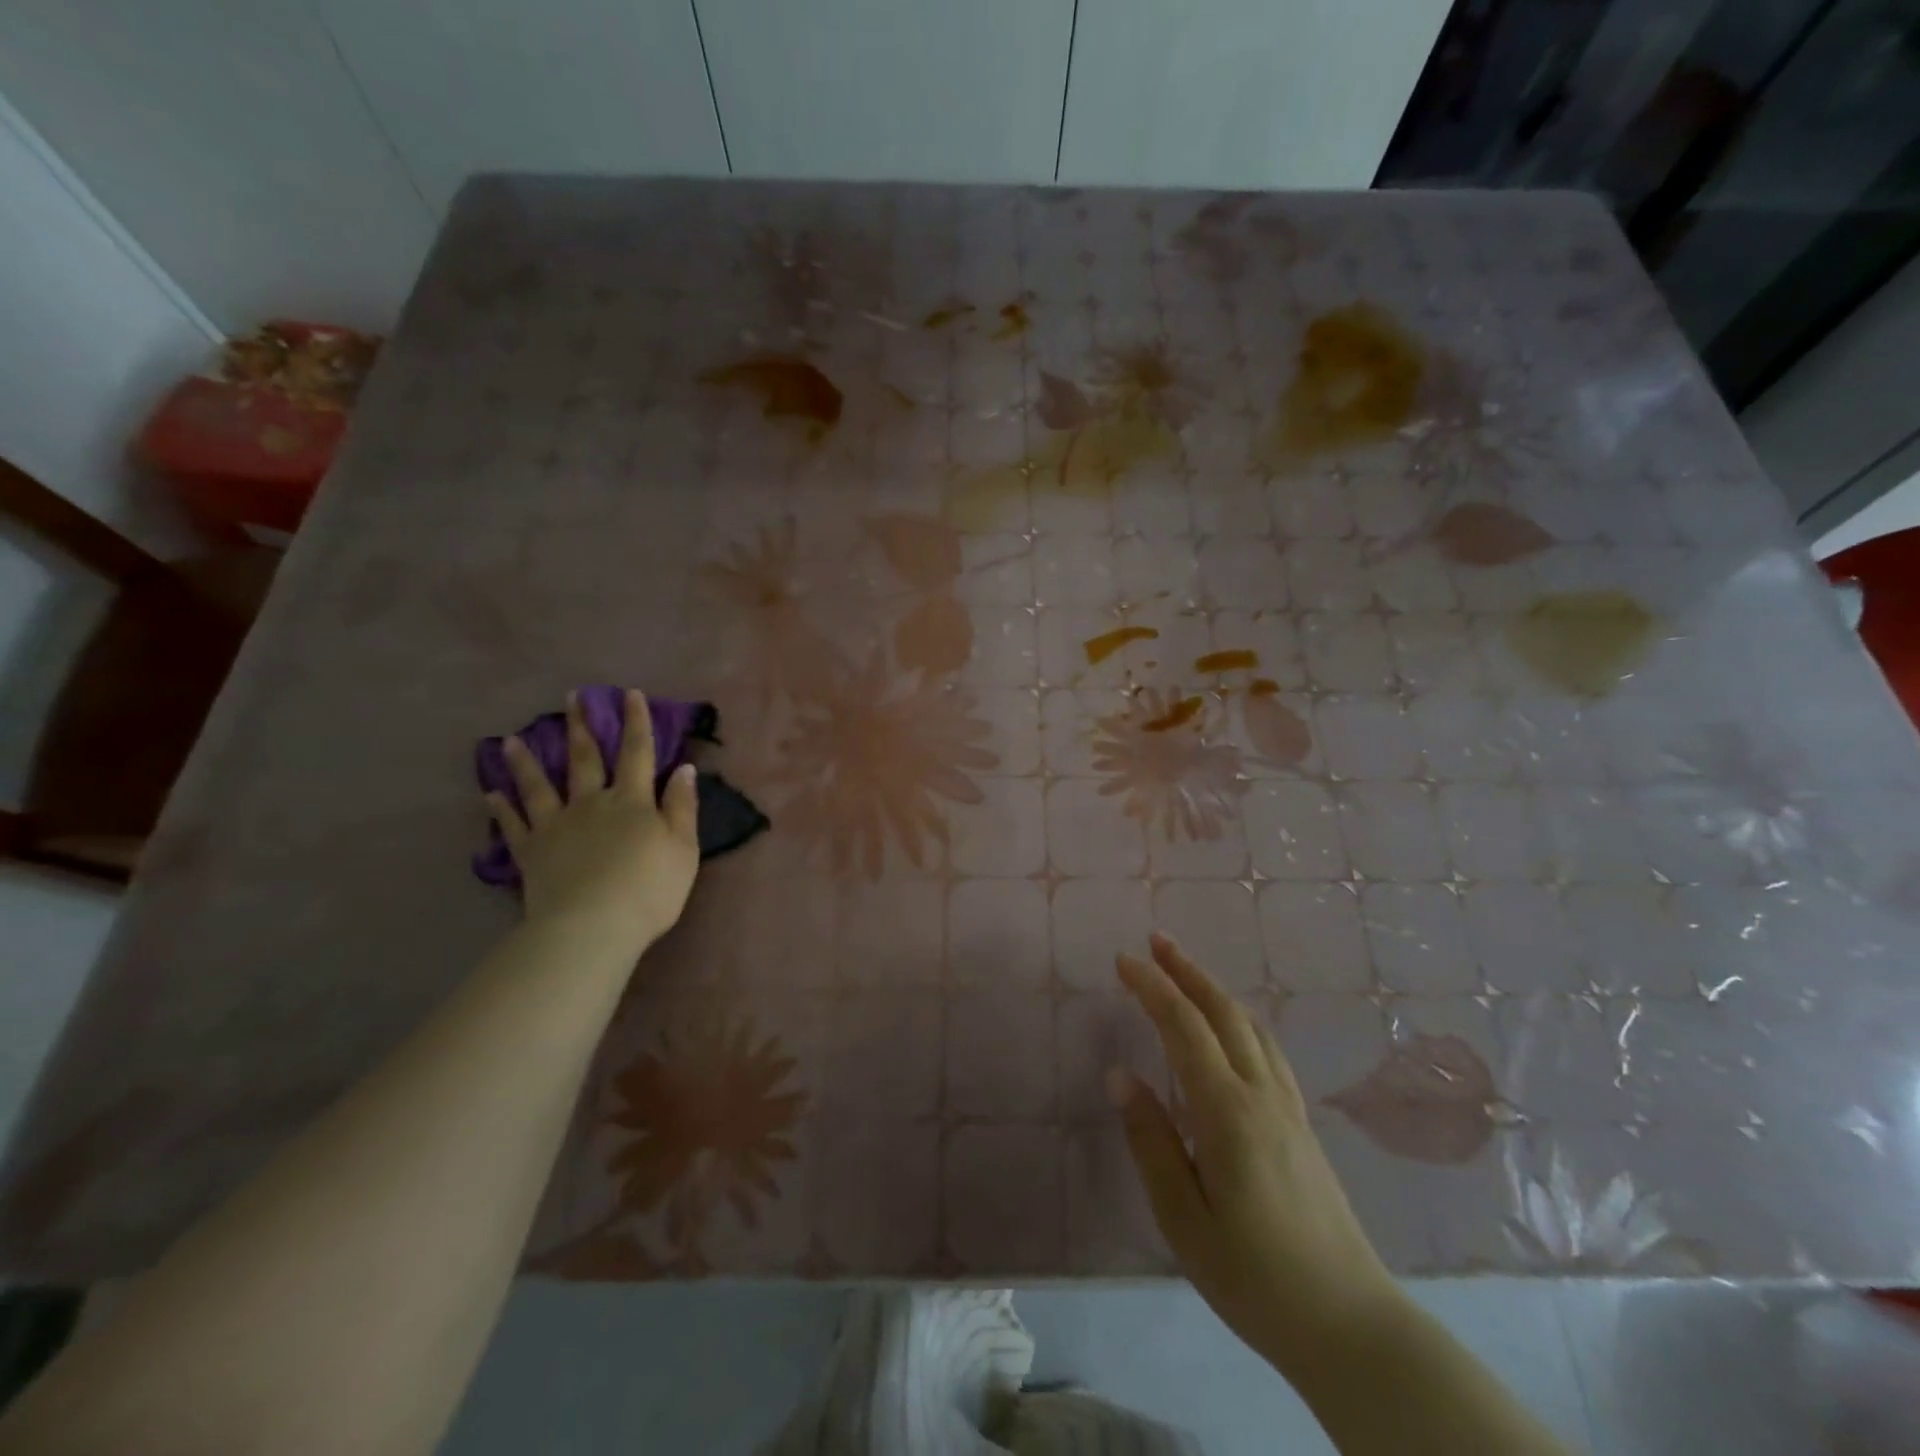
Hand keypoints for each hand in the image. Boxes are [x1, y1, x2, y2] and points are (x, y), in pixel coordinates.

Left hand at [486, 689, 700, 955]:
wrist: (592, 927)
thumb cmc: (649, 889)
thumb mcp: (683, 848)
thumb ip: (682, 806)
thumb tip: (683, 768)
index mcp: (632, 801)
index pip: (636, 753)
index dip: (635, 723)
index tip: (628, 694)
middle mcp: (591, 804)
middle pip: (584, 759)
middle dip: (581, 727)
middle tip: (571, 698)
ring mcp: (556, 827)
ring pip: (539, 786)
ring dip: (527, 762)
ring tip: (511, 740)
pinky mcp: (532, 853)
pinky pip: (513, 826)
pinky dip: (501, 809)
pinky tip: (490, 794)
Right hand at [1110, 935, 1405, 1376]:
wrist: (1350, 1325)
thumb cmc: (1254, 1276)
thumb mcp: (1183, 1218)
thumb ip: (1150, 1141)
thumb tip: (1121, 1075)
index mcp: (1227, 1111)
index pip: (1183, 1027)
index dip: (1152, 987)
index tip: (1123, 960)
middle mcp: (1261, 1093)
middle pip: (1223, 1012)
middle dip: (1187, 970)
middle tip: (1155, 940)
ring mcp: (1287, 1107)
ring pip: (1250, 1026)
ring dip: (1214, 989)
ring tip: (1186, 971)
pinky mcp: (1301, 1124)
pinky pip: (1266, 1049)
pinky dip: (1239, 1019)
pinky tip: (1232, 1029)